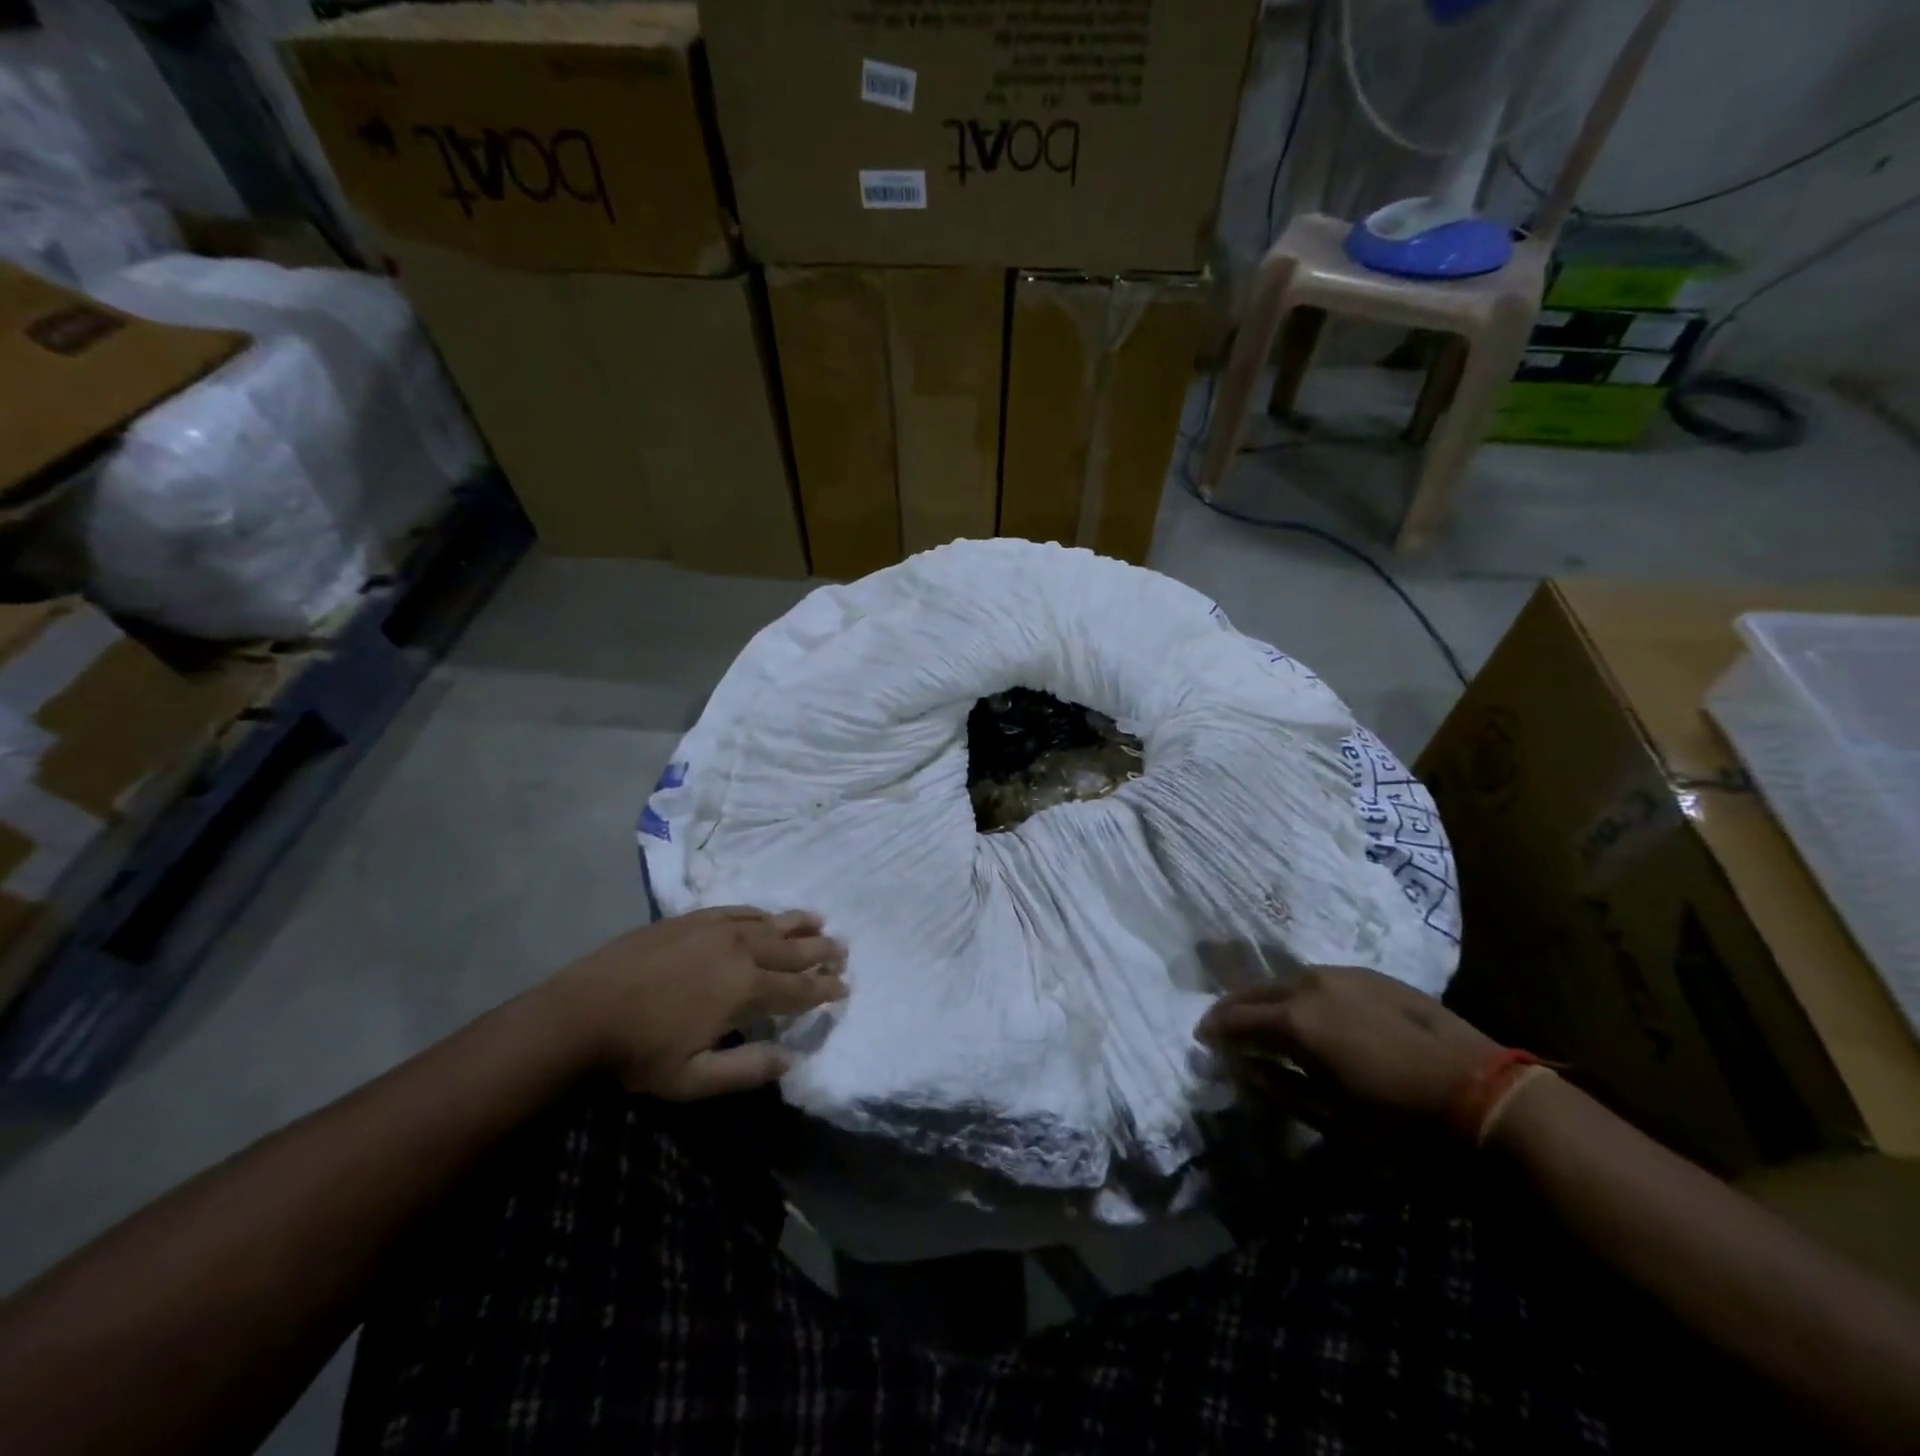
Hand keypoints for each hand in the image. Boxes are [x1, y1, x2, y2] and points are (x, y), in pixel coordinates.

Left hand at [545, 907, 846, 1099]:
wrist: (580, 1012)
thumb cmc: (638, 1052)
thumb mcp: (693, 1078)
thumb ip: (747, 1068)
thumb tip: (793, 1058)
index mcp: (744, 988)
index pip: (798, 988)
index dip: (825, 989)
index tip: (845, 987)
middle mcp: (738, 949)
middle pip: (791, 948)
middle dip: (821, 950)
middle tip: (843, 950)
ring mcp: (713, 928)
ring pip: (768, 923)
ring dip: (797, 924)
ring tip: (819, 920)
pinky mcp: (690, 918)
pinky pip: (737, 911)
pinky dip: (759, 914)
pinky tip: (766, 915)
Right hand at [1194, 966, 1497, 1136]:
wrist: (1484, 1094)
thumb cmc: (1401, 1120)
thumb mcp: (1330, 1116)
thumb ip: (1276, 1085)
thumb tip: (1240, 1065)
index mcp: (1294, 1021)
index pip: (1235, 1019)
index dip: (1214, 1030)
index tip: (1202, 1039)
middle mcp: (1308, 985)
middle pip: (1255, 991)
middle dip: (1234, 1009)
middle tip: (1222, 1026)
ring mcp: (1341, 974)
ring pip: (1286, 981)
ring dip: (1267, 999)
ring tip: (1263, 1018)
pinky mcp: (1369, 974)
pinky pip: (1318, 979)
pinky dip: (1300, 993)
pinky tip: (1308, 1011)